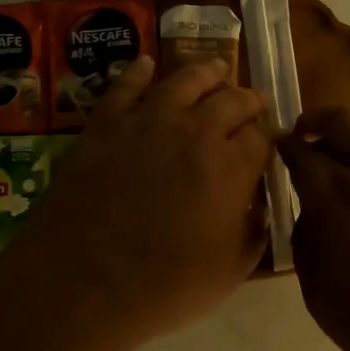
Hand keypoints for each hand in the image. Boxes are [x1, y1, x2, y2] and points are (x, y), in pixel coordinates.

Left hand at [0, 55, 272, 348]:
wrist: (80, 283)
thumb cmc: (163, 286)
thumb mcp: (230, 271)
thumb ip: (254, 231)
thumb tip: (259, 206)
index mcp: (232, 166)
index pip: (262, 135)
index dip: (268, 135)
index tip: (269, 140)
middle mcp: (196, 131)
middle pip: (232, 99)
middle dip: (247, 99)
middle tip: (251, 102)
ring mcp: (148, 121)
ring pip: (186, 79)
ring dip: (208, 71)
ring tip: (217, 68)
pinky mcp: (105, 124)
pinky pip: (125, 86)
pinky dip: (138, 71)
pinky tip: (145, 64)